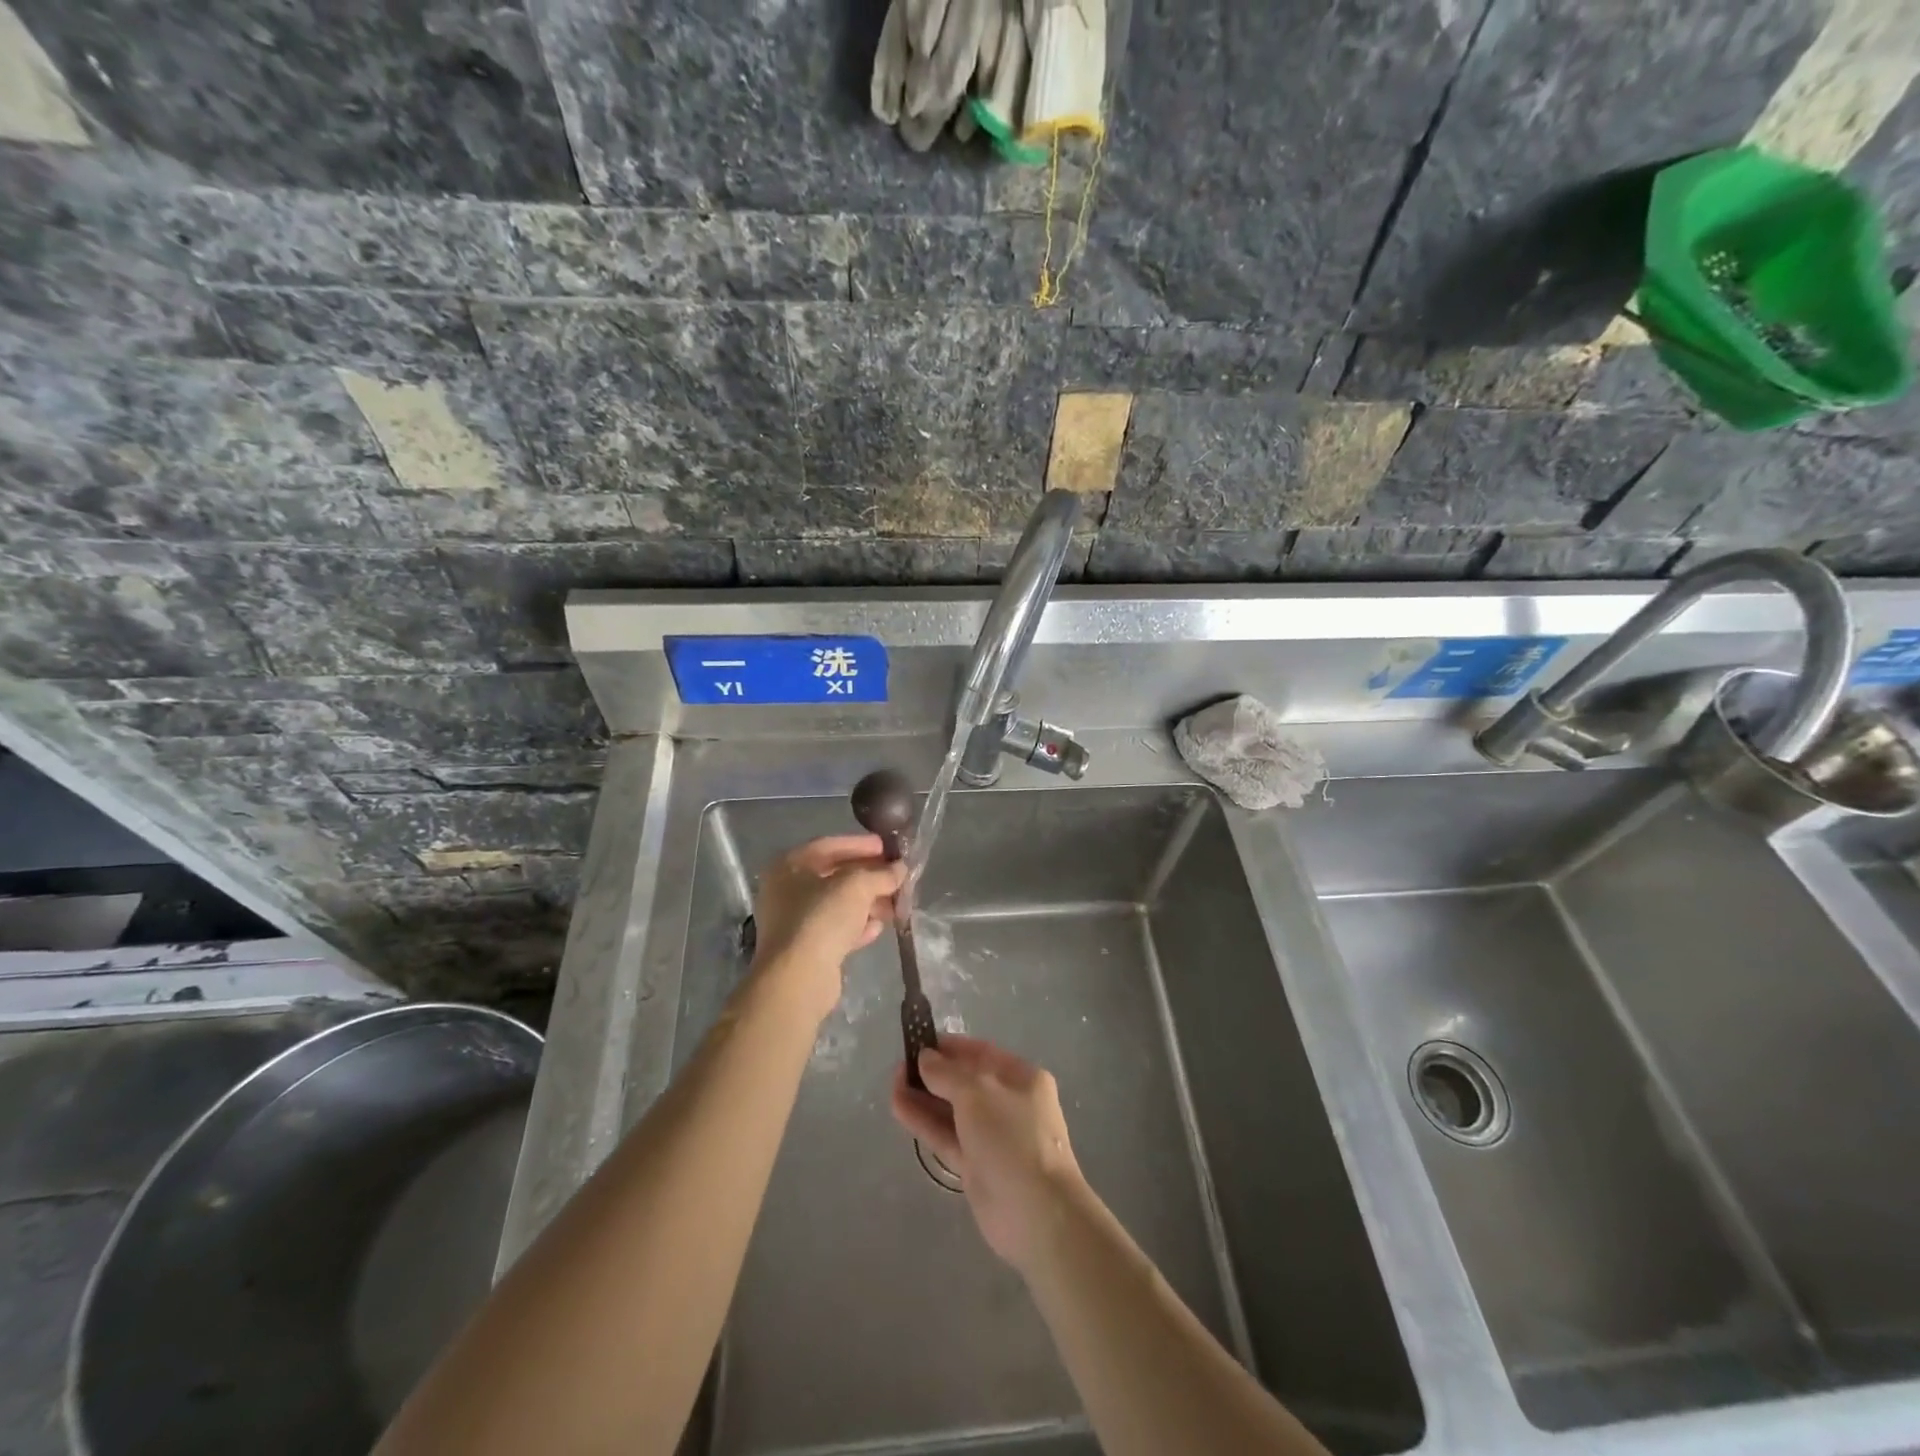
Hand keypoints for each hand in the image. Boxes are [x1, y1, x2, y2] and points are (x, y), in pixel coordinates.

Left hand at [750, 836, 905, 1020]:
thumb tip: (900, 869)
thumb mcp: (857, 886)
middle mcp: (786, 890)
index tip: (888, 848)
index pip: (830, 846)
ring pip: (837, 905)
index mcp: (789, 866)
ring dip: (867, 902)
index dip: (861, 845)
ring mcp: (794, 921)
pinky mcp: (805, 949)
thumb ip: (881, 873)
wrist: (798, 978)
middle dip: (869, 877)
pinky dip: (857, 926)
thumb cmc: (822, 918)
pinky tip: (878, 928)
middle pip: (835, 876)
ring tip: (895, 905)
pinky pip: (835, 929)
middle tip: (897, 877)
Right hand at [890, 1035, 1085, 1270]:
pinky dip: (924, 1123)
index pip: (981, 1053)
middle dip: (933, 1072)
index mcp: (1021, 1078)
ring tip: (892, 1083)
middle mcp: (1008, 1103)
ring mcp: (992, 1137)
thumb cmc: (1012, 1137)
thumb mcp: (977, 1093)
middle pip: (965, 1082)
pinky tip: (898, 1106)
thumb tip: (925, 1057)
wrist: (1036, 1213)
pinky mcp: (976, 1167)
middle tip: (899, 1066)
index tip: (918, 1041)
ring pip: (952, 1111)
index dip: (949, 1047)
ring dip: (924, 1097)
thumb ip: (947, 1074)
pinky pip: (947, 1136)